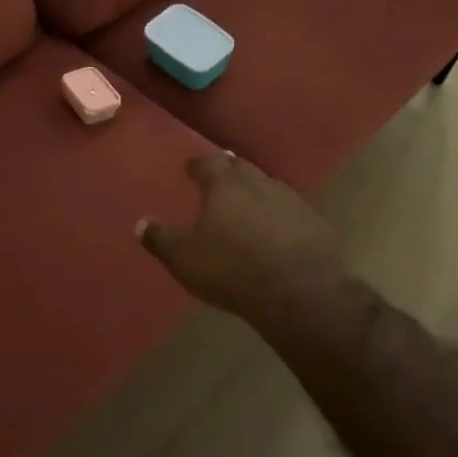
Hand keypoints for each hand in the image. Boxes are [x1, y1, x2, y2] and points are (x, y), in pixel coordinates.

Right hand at [136, 153, 350, 332]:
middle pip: (242, 168)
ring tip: (249, 200)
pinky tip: (280, 229)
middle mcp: (260, 185)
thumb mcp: (185, 259)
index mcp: (225, 187)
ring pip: (270, 186)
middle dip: (230, 169)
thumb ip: (161, 239)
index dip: (198, 164)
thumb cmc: (232, 270)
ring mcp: (292, 202)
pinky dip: (281, 214)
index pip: (208, 164)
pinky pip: (293, 211)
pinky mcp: (317, 225)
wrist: (301, 292)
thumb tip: (140, 224)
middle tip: (221, 174)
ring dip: (258, 190)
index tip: (190, 166)